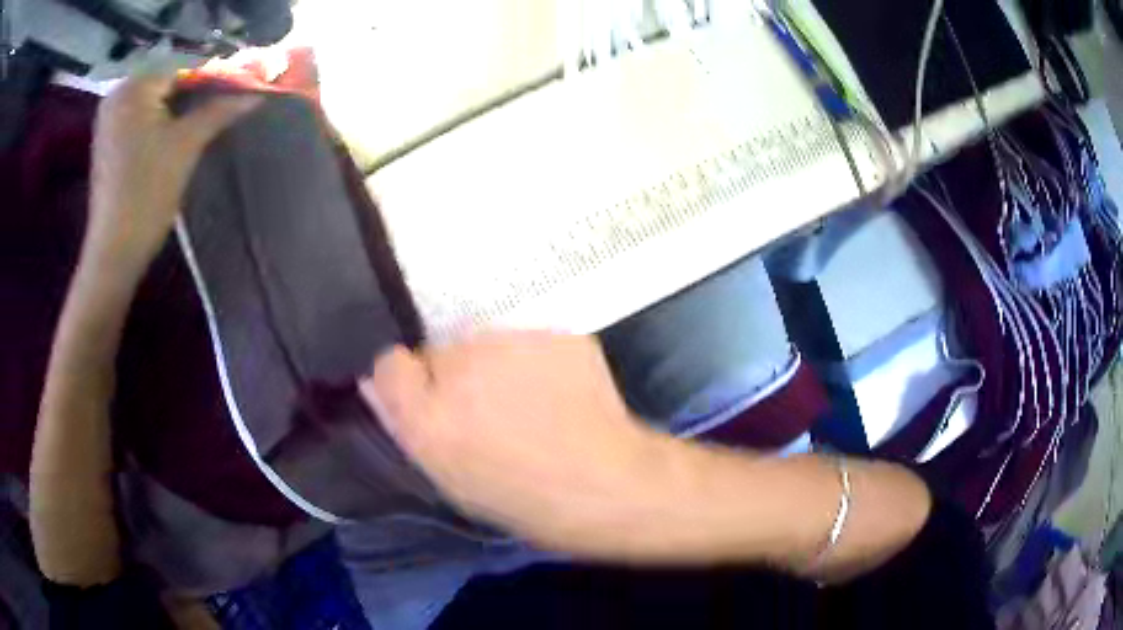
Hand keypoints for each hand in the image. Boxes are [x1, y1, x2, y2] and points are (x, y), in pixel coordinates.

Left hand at [85, 74, 260, 274]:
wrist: (114, 252)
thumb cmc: (147, 193)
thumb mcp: (187, 145)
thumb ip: (219, 111)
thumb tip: (255, 94)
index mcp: (134, 87)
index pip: (183, 68)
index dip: (211, 79)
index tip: (234, 93)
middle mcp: (117, 95)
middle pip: (166, 84)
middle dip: (192, 96)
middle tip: (217, 110)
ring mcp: (108, 120)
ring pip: (153, 102)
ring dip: (176, 110)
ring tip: (196, 126)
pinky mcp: (106, 142)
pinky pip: (138, 119)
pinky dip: (157, 123)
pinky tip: (169, 140)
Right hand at [359, 332, 668, 553]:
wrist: (607, 485)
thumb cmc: (523, 499)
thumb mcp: (451, 479)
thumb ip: (407, 425)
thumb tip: (373, 384)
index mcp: (428, 416)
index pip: (389, 364)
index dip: (409, 382)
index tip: (432, 401)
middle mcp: (461, 368)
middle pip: (441, 352)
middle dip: (457, 375)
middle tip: (492, 410)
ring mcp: (512, 342)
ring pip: (488, 342)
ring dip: (498, 364)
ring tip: (531, 403)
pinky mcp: (553, 332)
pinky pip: (531, 341)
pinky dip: (538, 361)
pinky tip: (560, 392)